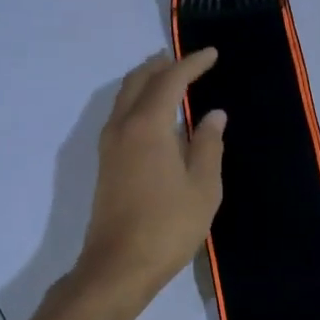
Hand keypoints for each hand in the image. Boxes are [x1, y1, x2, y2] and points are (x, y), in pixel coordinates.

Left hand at [75, 50, 225, 304]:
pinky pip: (122, 116)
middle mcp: (122, 128)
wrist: (119, 265)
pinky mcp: (106, 164)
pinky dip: (139, 102)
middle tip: (184, 59)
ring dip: (146, 82)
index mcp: (148, 127)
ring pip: (124, 98)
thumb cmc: (169, 225)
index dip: (191, 64)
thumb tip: (213, 115)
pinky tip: (156, 115)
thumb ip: (208, 145)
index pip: (169, 82)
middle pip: (138, 82)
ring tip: (169, 78)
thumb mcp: (203, 186)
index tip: (212, 53)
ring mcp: (109, 146)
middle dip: (161, 65)